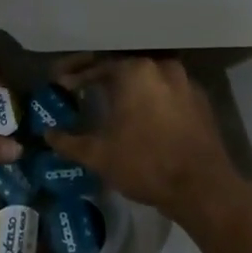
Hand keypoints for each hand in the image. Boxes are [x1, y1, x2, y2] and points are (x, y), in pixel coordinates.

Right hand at [47, 55, 245, 226]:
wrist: (203, 188)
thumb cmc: (145, 164)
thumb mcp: (99, 155)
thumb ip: (69, 142)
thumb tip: (48, 134)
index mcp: (135, 71)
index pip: (98, 64)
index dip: (76, 75)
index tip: (61, 84)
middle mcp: (162, 67)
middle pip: (124, 64)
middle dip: (101, 75)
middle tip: (82, 86)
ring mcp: (185, 81)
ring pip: (148, 76)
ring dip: (128, 84)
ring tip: (110, 98)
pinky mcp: (201, 100)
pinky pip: (168, 90)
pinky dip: (151, 96)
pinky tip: (141, 113)